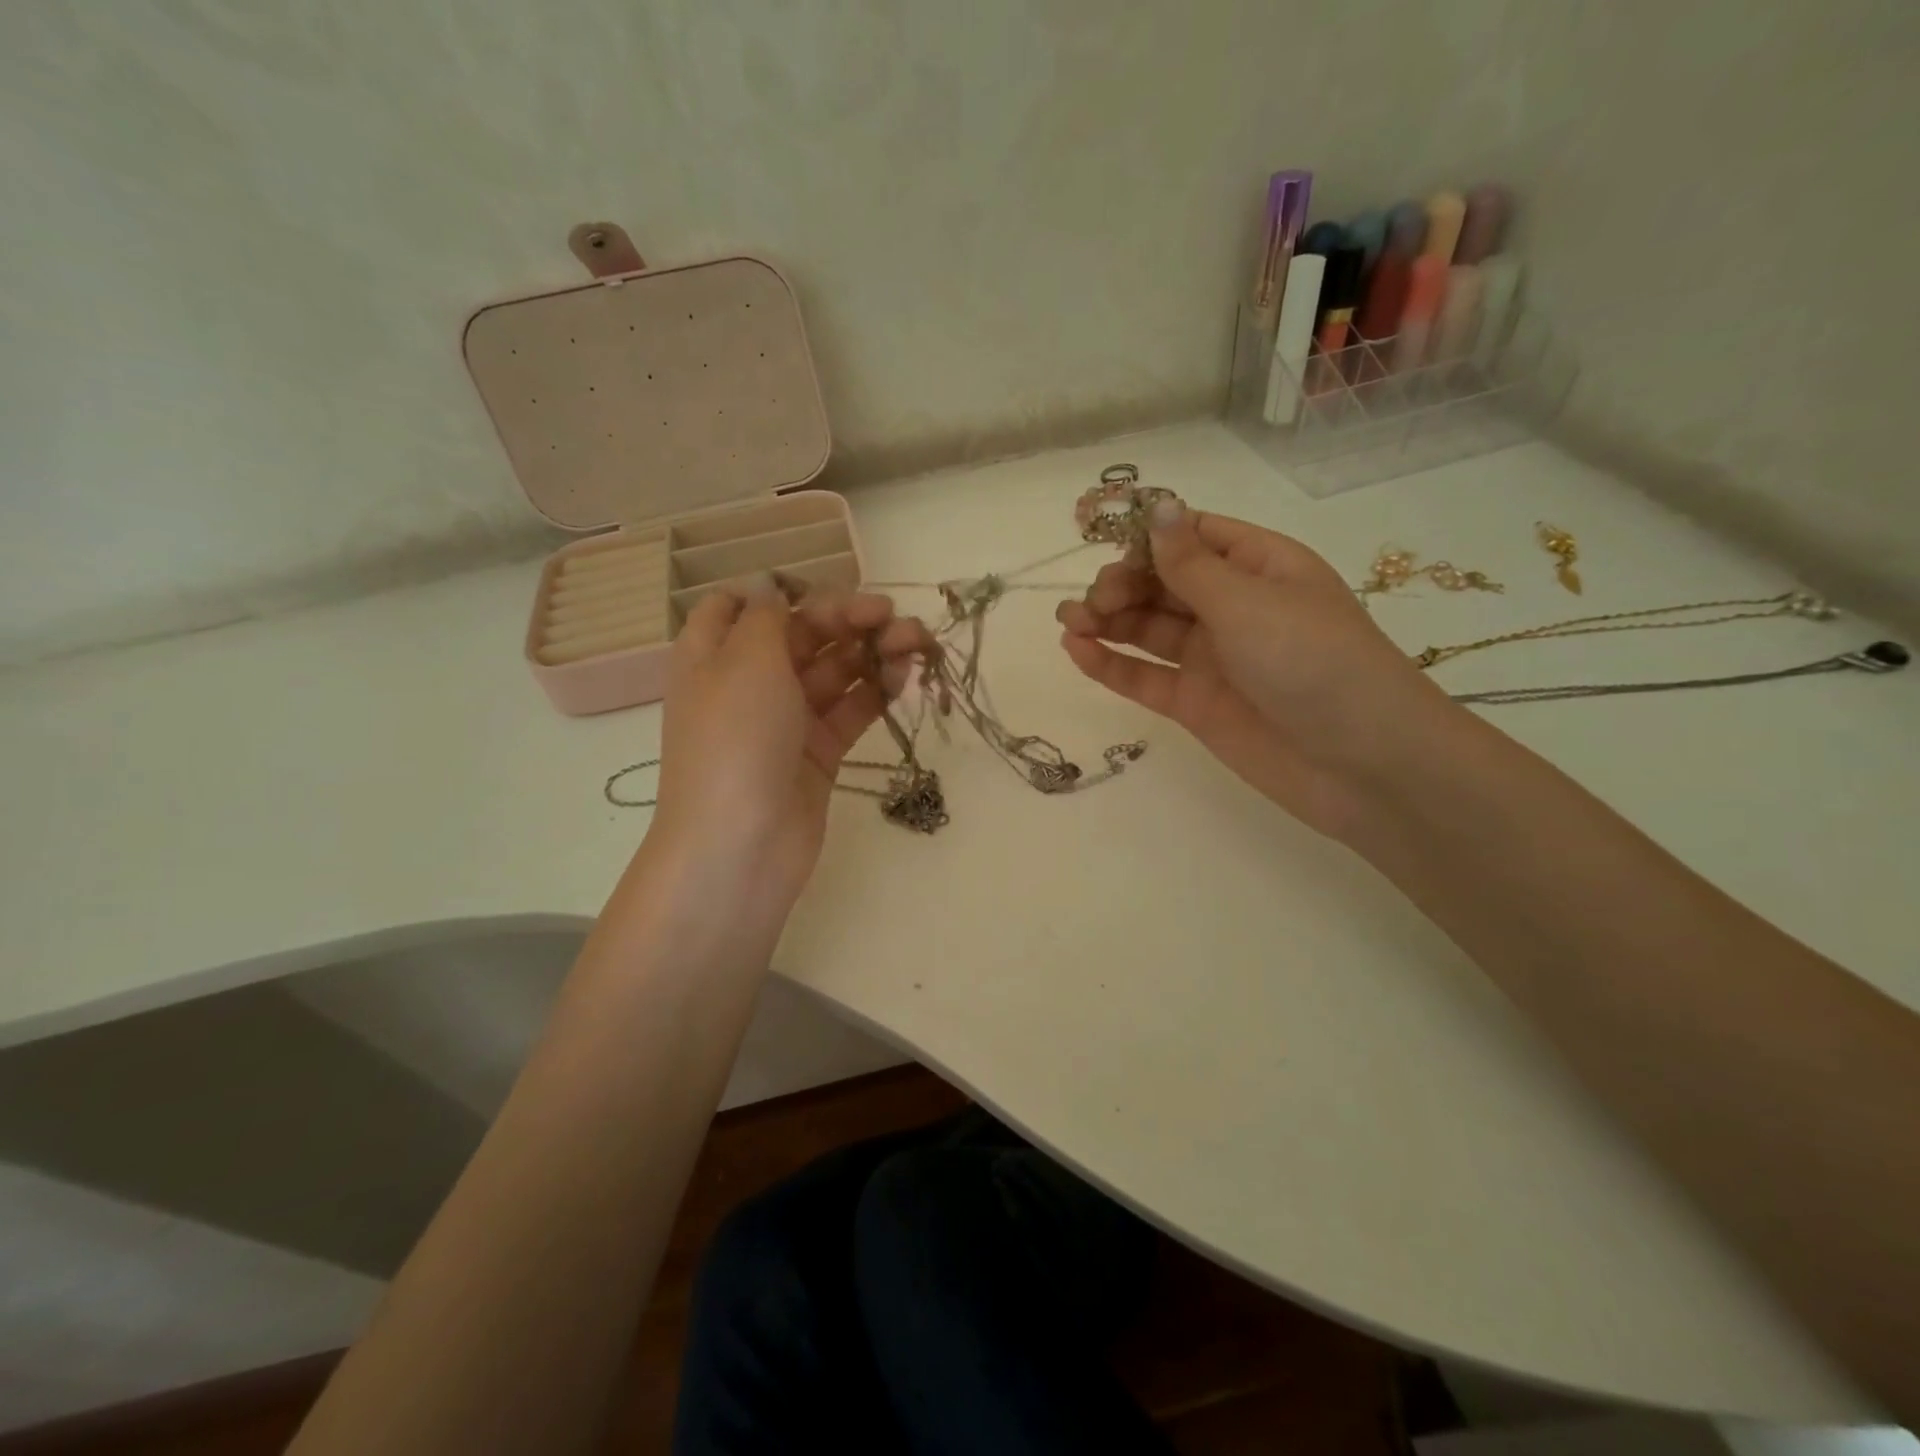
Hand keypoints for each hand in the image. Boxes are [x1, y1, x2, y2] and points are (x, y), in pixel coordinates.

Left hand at [651, 577, 934, 907]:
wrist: (740, 846)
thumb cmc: (735, 740)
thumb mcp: (745, 660)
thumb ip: (769, 616)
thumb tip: (770, 585)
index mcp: (713, 653)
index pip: (744, 606)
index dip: (785, 591)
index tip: (827, 592)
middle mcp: (748, 682)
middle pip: (802, 635)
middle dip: (848, 619)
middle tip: (892, 617)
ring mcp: (785, 719)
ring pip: (834, 671)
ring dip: (872, 652)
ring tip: (916, 643)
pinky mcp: (818, 753)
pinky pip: (850, 710)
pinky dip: (876, 691)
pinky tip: (905, 676)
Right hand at [1057, 502, 1453, 838]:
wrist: (1361, 765)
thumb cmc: (1314, 662)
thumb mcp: (1250, 602)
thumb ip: (1191, 564)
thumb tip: (1159, 506)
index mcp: (1260, 566)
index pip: (1193, 537)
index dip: (1149, 539)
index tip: (1109, 549)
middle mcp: (1233, 607)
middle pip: (1162, 583)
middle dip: (1122, 585)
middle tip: (1094, 603)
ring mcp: (1213, 658)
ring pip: (1148, 630)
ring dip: (1107, 622)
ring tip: (1069, 623)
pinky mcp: (1196, 704)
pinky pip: (1146, 677)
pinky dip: (1112, 665)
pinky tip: (1078, 651)